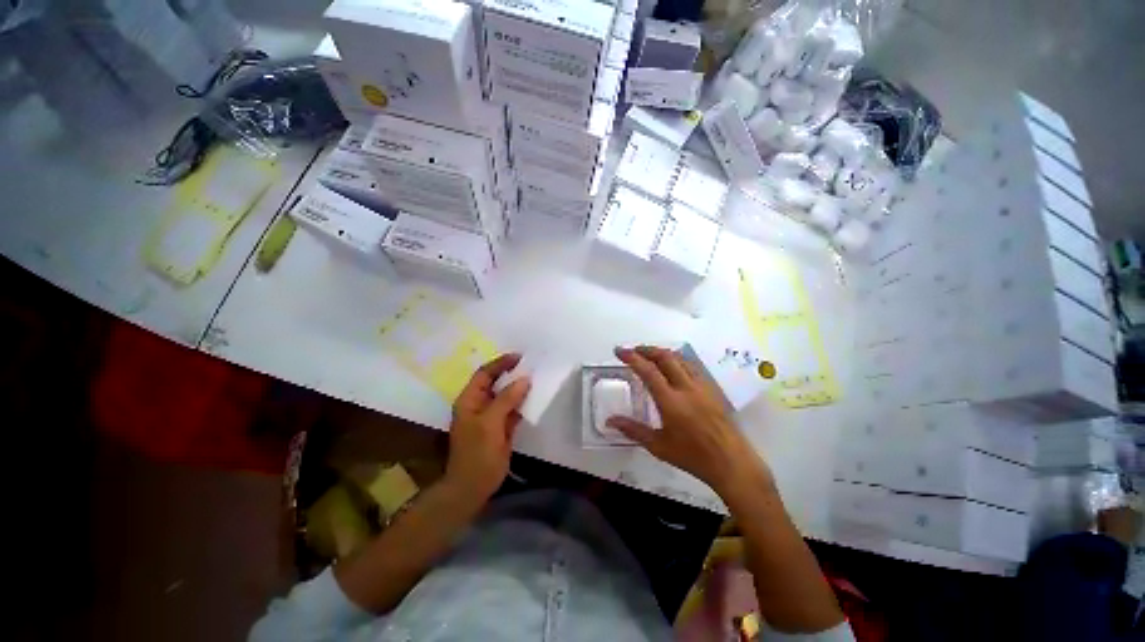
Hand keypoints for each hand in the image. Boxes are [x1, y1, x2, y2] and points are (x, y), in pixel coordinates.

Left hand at [446, 353, 530, 500]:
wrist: (473, 487)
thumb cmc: (477, 454)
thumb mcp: (490, 424)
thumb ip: (506, 400)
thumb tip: (524, 379)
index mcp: (470, 400)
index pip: (485, 374)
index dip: (501, 363)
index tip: (520, 357)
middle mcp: (479, 404)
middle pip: (496, 382)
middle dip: (512, 373)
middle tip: (531, 365)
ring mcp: (490, 417)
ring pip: (506, 396)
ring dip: (519, 388)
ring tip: (536, 378)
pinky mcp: (500, 428)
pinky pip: (512, 409)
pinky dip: (522, 403)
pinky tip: (534, 398)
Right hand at [607, 346, 771, 496]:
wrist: (731, 463)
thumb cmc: (693, 456)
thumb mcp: (658, 446)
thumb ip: (633, 430)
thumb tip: (610, 421)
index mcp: (671, 401)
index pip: (648, 371)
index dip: (632, 358)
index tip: (619, 351)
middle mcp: (686, 388)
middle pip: (665, 357)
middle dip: (647, 349)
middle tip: (633, 350)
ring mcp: (701, 387)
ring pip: (680, 359)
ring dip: (663, 353)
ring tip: (650, 356)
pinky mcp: (711, 390)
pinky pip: (692, 367)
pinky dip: (677, 360)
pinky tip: (674, 368)